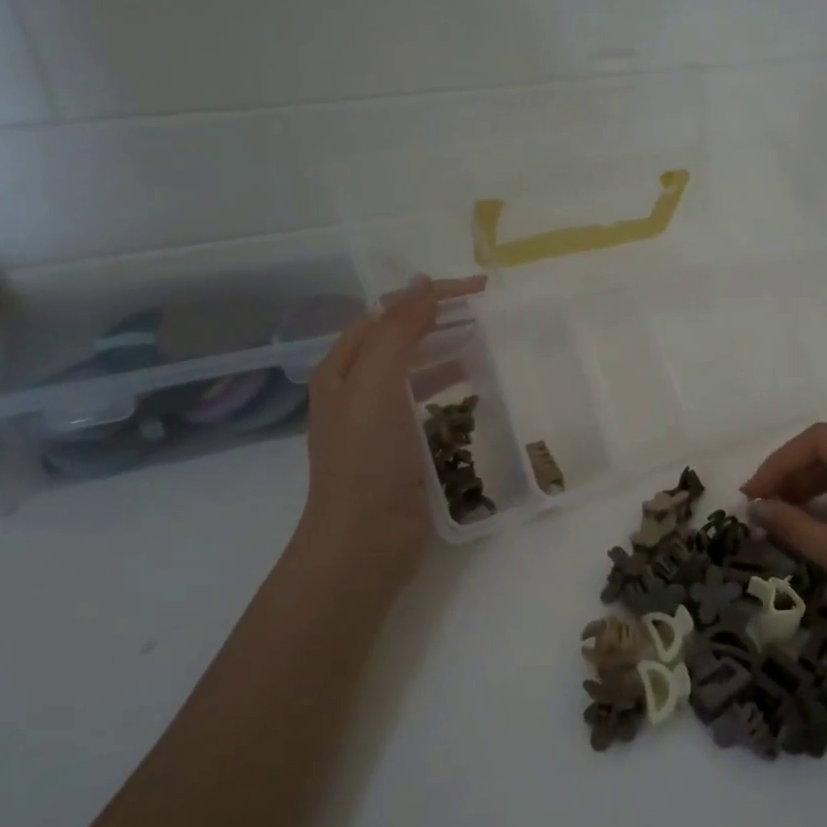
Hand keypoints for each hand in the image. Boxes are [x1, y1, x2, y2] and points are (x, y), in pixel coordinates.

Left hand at [294, 277, 481, 599]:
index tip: (477, 290)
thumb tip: (423, 285)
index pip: (386, 314)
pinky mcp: (402, 450)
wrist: (364, 541)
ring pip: (414, 372)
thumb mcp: (376, 384)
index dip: (428, 295)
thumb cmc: (367, 458)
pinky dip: (449, 391)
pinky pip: (426, 406)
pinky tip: (473, 392)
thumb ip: (399, 331)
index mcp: (341, 369)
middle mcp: (355, 391)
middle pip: (398, 339)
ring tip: (483, 342)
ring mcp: (378, 423)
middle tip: (485, 310)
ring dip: (444, 352)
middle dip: (438, 319)